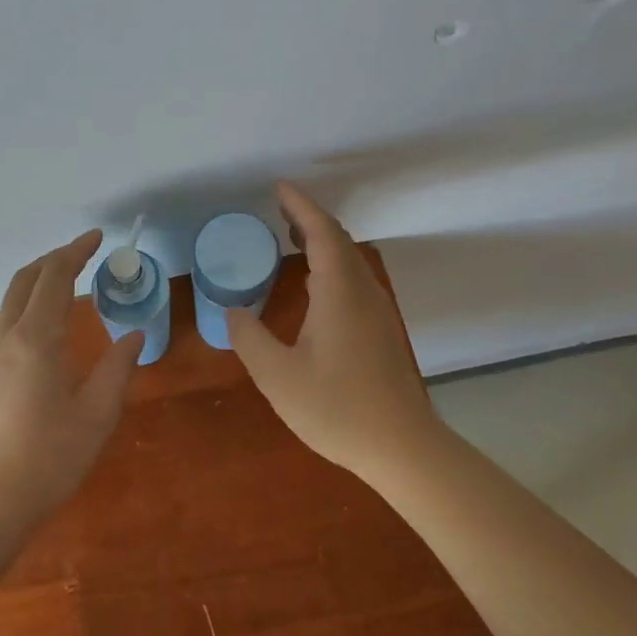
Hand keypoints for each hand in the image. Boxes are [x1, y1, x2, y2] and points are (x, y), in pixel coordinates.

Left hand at [0, 230, 143, 522]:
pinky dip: (27, 308)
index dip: (75, 251)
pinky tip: (46, 330)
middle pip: (25, 280)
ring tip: (67, 286)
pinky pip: (6, 325)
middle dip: (53, 259)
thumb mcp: (98, 412)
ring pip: (11, 302)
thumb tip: (134, 337)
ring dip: (38, 283)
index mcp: (37, 338)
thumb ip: (118, 367)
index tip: (96, 237)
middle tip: (81, 253)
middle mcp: (7, 338)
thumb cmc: (52, 455)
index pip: (55, 277)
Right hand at [226, 183, 438, 477]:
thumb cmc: (337, 408)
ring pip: (349, 259)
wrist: (403, 448)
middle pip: (339, 240)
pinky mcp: (382, 330)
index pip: (321, 232)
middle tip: (278, 209)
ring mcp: (378, 311)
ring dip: (321, 241)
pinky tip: (314, 284)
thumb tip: (234, 311)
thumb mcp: (278, 376)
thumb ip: (249, 338)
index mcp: (339, 292)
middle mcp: (363, 291)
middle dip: (309, 218)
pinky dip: (331, 264)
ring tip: (291, 236)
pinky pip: (354, 278)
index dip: (300, 205)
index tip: (278, 187)